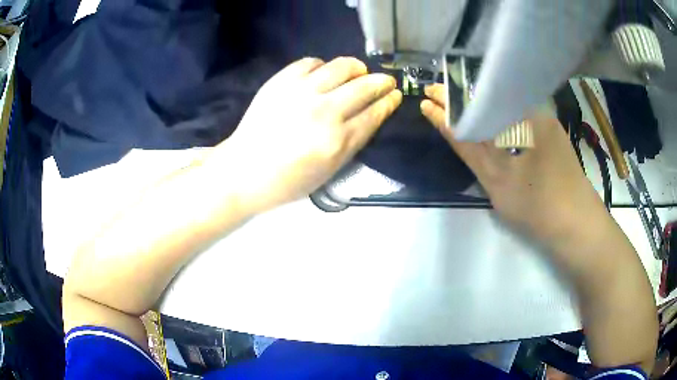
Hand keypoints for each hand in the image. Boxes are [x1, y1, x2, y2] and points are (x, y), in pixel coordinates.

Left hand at [206, 57, 401, 212]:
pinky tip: (324, 73)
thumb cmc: (288, 180)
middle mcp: (323, 111)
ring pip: (340, 67)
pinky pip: (310, 62)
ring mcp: (300, 92)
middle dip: (381, 81)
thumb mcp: (329, 171)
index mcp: (337, 141)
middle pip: (363, 86)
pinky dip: (323, 65)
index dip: (388, 102)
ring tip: (359, 71)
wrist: (244, 170)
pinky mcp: (280, 81)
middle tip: (386, 80)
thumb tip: (371, 114)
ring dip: (356, 67)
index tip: (395, 95)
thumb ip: (353, 142)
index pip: (373, 113)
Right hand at [420, 84, 604, 241]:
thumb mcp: (496, 179)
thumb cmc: (537, 204)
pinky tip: (489, 125)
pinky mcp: (552, 138)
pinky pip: (519, 122)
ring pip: (506, 111)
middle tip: (438, 98)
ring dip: (482, 110)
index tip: (428, 96)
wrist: (577, 225)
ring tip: (456, 110)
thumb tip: (447, 121)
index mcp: (520, 116)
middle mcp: (533, 112)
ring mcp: (545, 125)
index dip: (451, 99)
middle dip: (464, 100)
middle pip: (492, 100)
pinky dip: (500, 122)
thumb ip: (470, 148)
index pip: (478, 100)